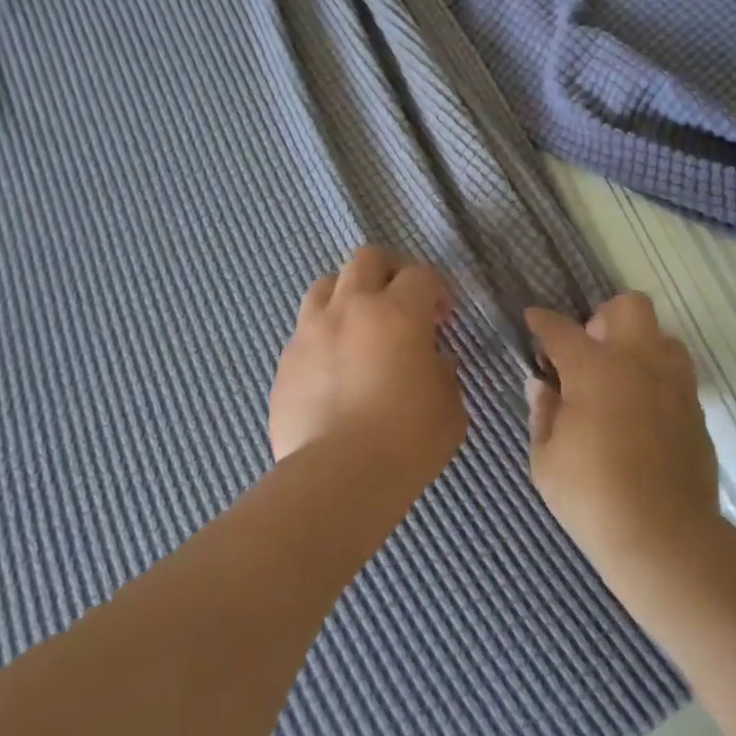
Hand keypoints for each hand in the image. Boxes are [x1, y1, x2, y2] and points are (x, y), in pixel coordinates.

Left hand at [270, 248, 467, 486]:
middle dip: (388, 272)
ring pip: (325, 285)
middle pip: (366, 259)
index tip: (441, 319)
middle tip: (400, 303)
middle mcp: (351, 308)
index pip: (419, 274)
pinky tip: (333, 370)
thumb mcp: (449, 408)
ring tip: (358, 328)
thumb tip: (433, 362)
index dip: (435, 290)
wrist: (339, 476)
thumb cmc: (408, 440)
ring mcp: (311, 331)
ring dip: (347, 296)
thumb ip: (444, 374)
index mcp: (397, 312)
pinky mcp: (285, 361)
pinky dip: (322, 338)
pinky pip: (304, 331)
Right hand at [525, 293, 720, 576]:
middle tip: (588, 351)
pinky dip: (657, 379)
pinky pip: (677, 374)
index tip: (533, 320)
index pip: (561, 329)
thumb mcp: (546, 459)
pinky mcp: (696, 409)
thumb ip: (543, 413)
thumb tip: (542, 385)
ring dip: (639, 346)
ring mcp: (674, 383)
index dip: (542, 321)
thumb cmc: (592, 497)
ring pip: (663, 336)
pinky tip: (641, 412)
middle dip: (604, 317)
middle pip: (629, 306)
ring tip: (620, 379)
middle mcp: (638, 361)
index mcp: (593, 368)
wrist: (665, 539)